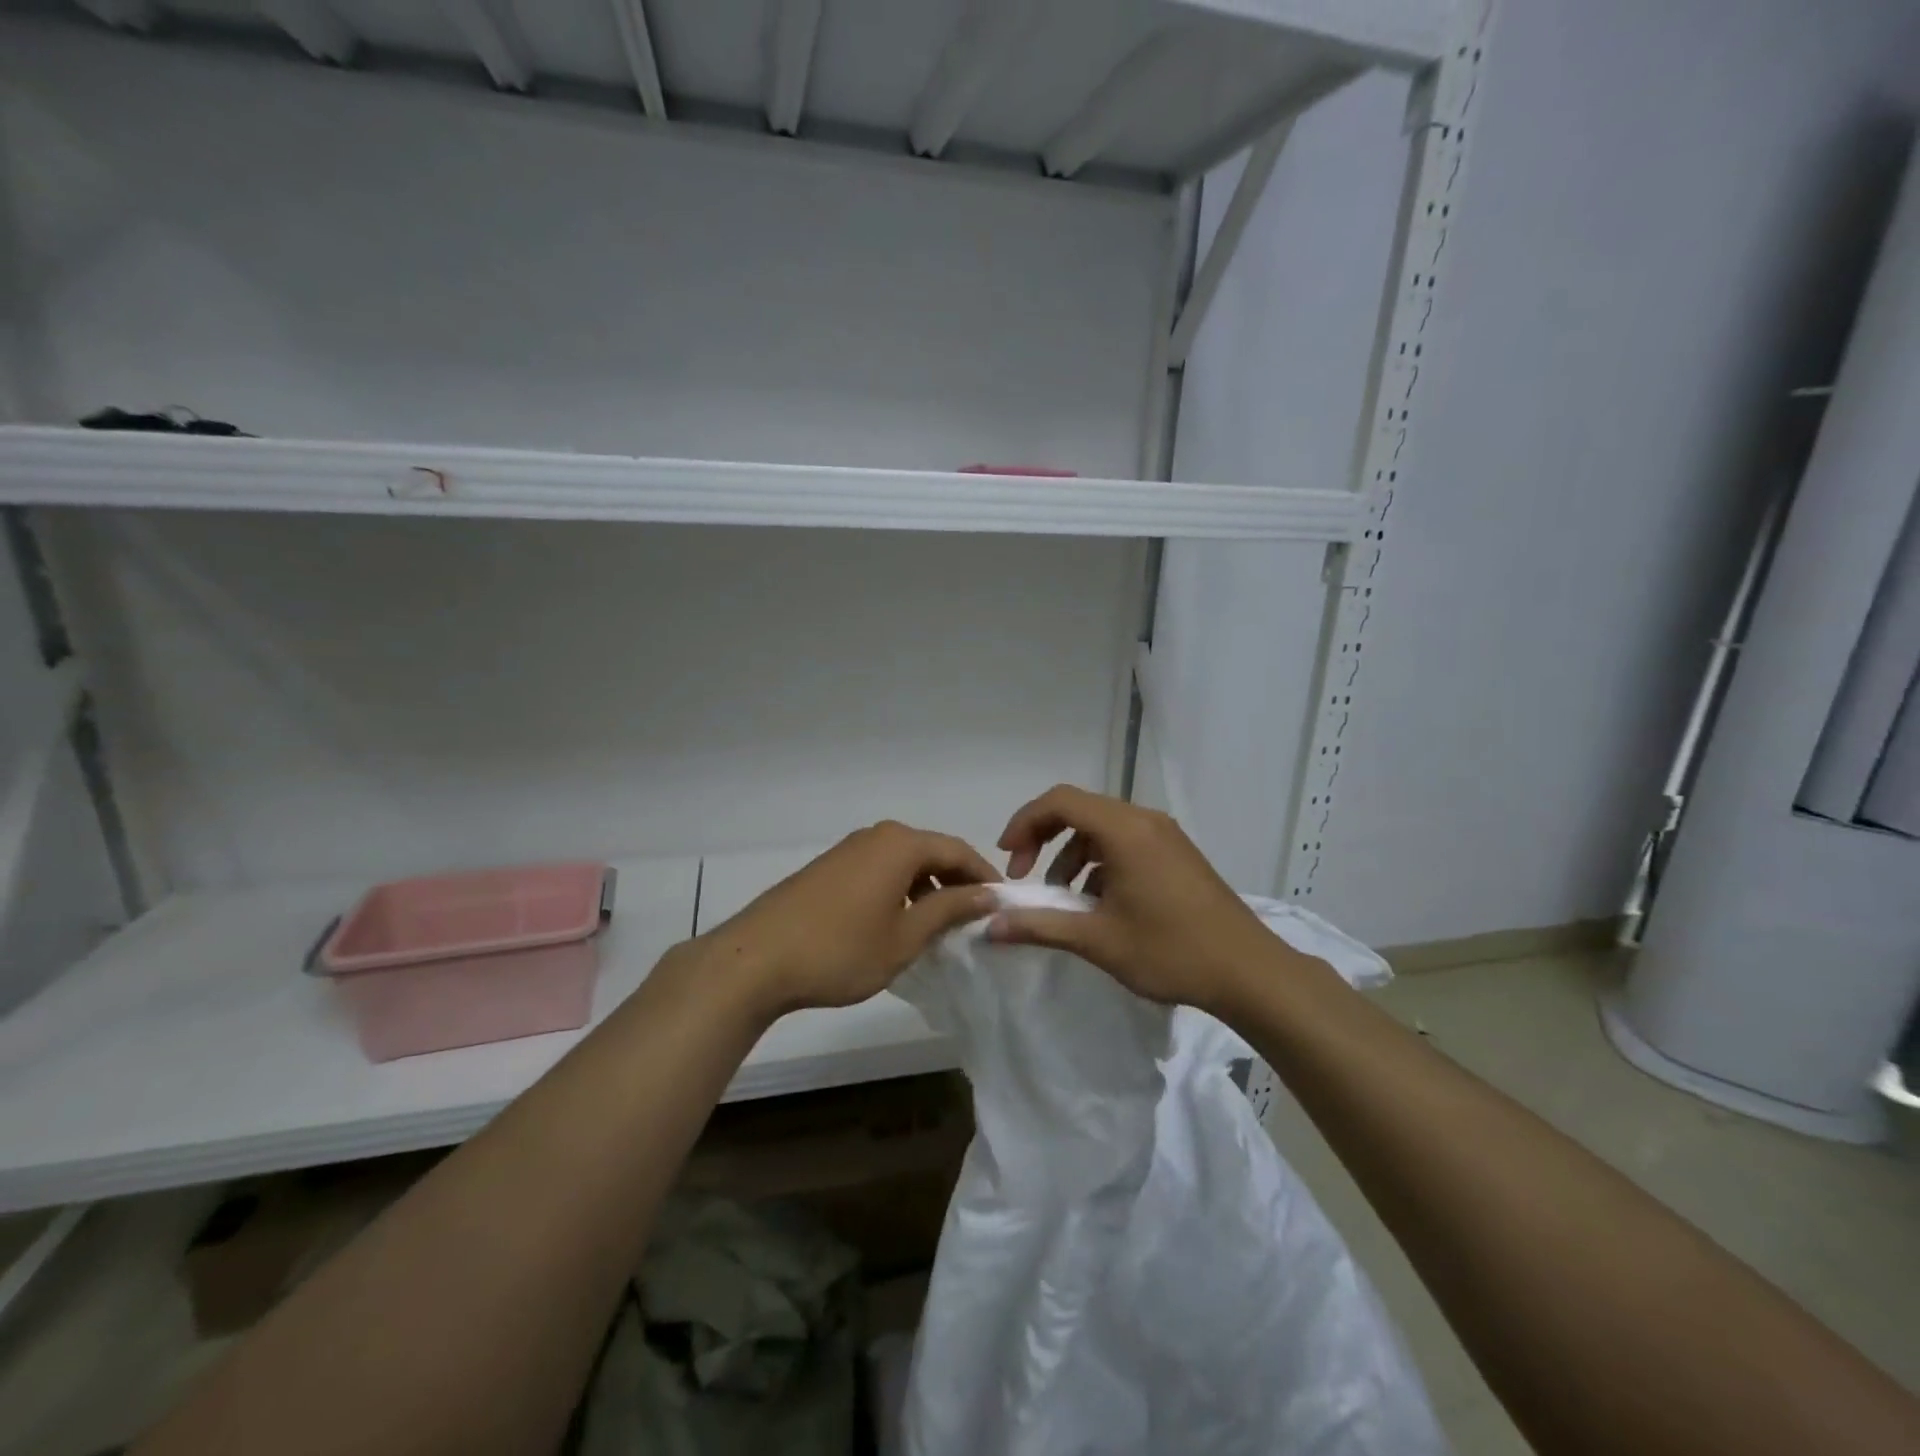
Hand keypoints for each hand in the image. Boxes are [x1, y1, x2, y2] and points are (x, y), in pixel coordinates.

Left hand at [696, 821, 999, 1017]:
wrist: (755, 959)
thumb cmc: (840, 950)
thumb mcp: (905, 936)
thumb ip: (950, 910)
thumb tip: (987, 893)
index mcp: (901, 844)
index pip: (958, 851)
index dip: (983, 878)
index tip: (1002, 906)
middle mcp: (877, 836)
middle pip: (930, 852)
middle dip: (956, 883)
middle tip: (973, 919)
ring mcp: (848, 849)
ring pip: (903, 863)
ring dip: (926, 888)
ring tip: (939, 926)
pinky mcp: (829, 867)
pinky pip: (879, 870)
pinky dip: (899, 890)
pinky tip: (897, 923)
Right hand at [991, 785, 1284, 1014]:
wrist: (1250, 972)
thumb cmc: (1171, 951)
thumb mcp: (1098, 940)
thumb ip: (1040, 926)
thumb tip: (990, 927)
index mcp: (1125, 830)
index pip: (1060, 801)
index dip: (1025, 822)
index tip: (1008, 858)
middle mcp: (1144, 820)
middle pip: (1079, 809)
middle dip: (1044, 838)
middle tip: (1026, 876)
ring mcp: (1164, 835)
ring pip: (1102, 828)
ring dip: (1071, 854)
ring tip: (1062, 898)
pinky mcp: (1176, 854)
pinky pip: (1125, 842)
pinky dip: (1099, 862)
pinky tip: (1099, 903)